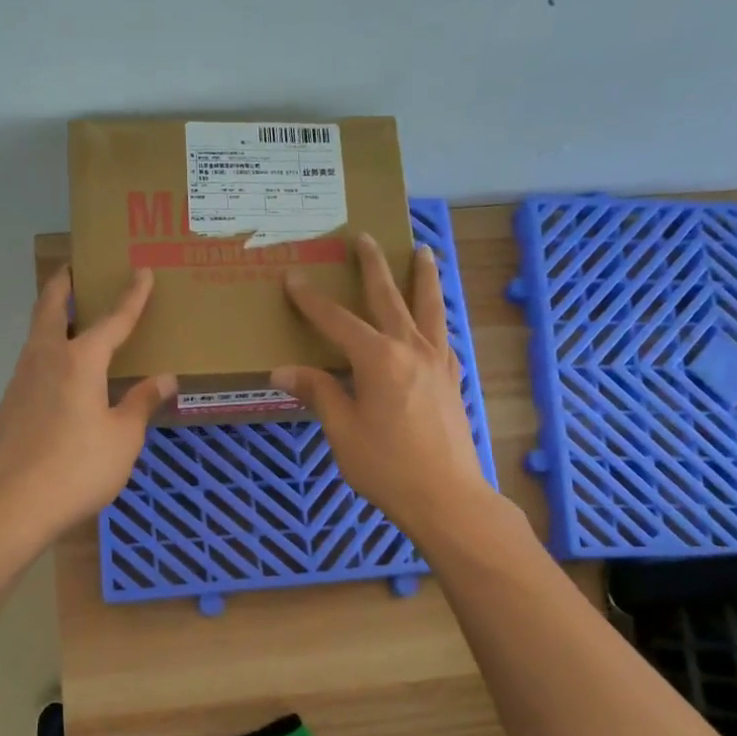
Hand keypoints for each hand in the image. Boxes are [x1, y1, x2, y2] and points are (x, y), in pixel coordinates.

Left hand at [0, 266, 175, 537]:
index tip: (142, 271)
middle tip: (73, 268)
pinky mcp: (9, 404)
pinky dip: (47, 353)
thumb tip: (164, 378)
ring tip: (70, 319)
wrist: (14, 504)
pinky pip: (31, 364)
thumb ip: (141, 402)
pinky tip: (59, 376)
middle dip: (64, 284)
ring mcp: (21, 380)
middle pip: (51, 308)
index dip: (132, 296)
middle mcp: (46, 358)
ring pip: (36, 335)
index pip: (113, 320)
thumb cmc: (79, 466)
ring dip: (52, 318)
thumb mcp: (123, 437)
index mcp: (80, 360)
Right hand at [271, 234, 495, 540]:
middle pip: (390, 297)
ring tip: (425, 252)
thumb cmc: (387, 466)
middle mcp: (411, 348)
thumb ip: (318, 393)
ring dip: (424, 277)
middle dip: (373, 265)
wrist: (447, 497)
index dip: (312, 300)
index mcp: (378, 358)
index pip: (337, 321)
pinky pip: (444, 337)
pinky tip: (436, 323)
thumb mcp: (342, 430)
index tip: (294, 278)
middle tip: (364, 237)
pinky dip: (438, 319)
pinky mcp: (453, 380)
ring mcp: (438, 362)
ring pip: (430, 308)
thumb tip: (283, 370)